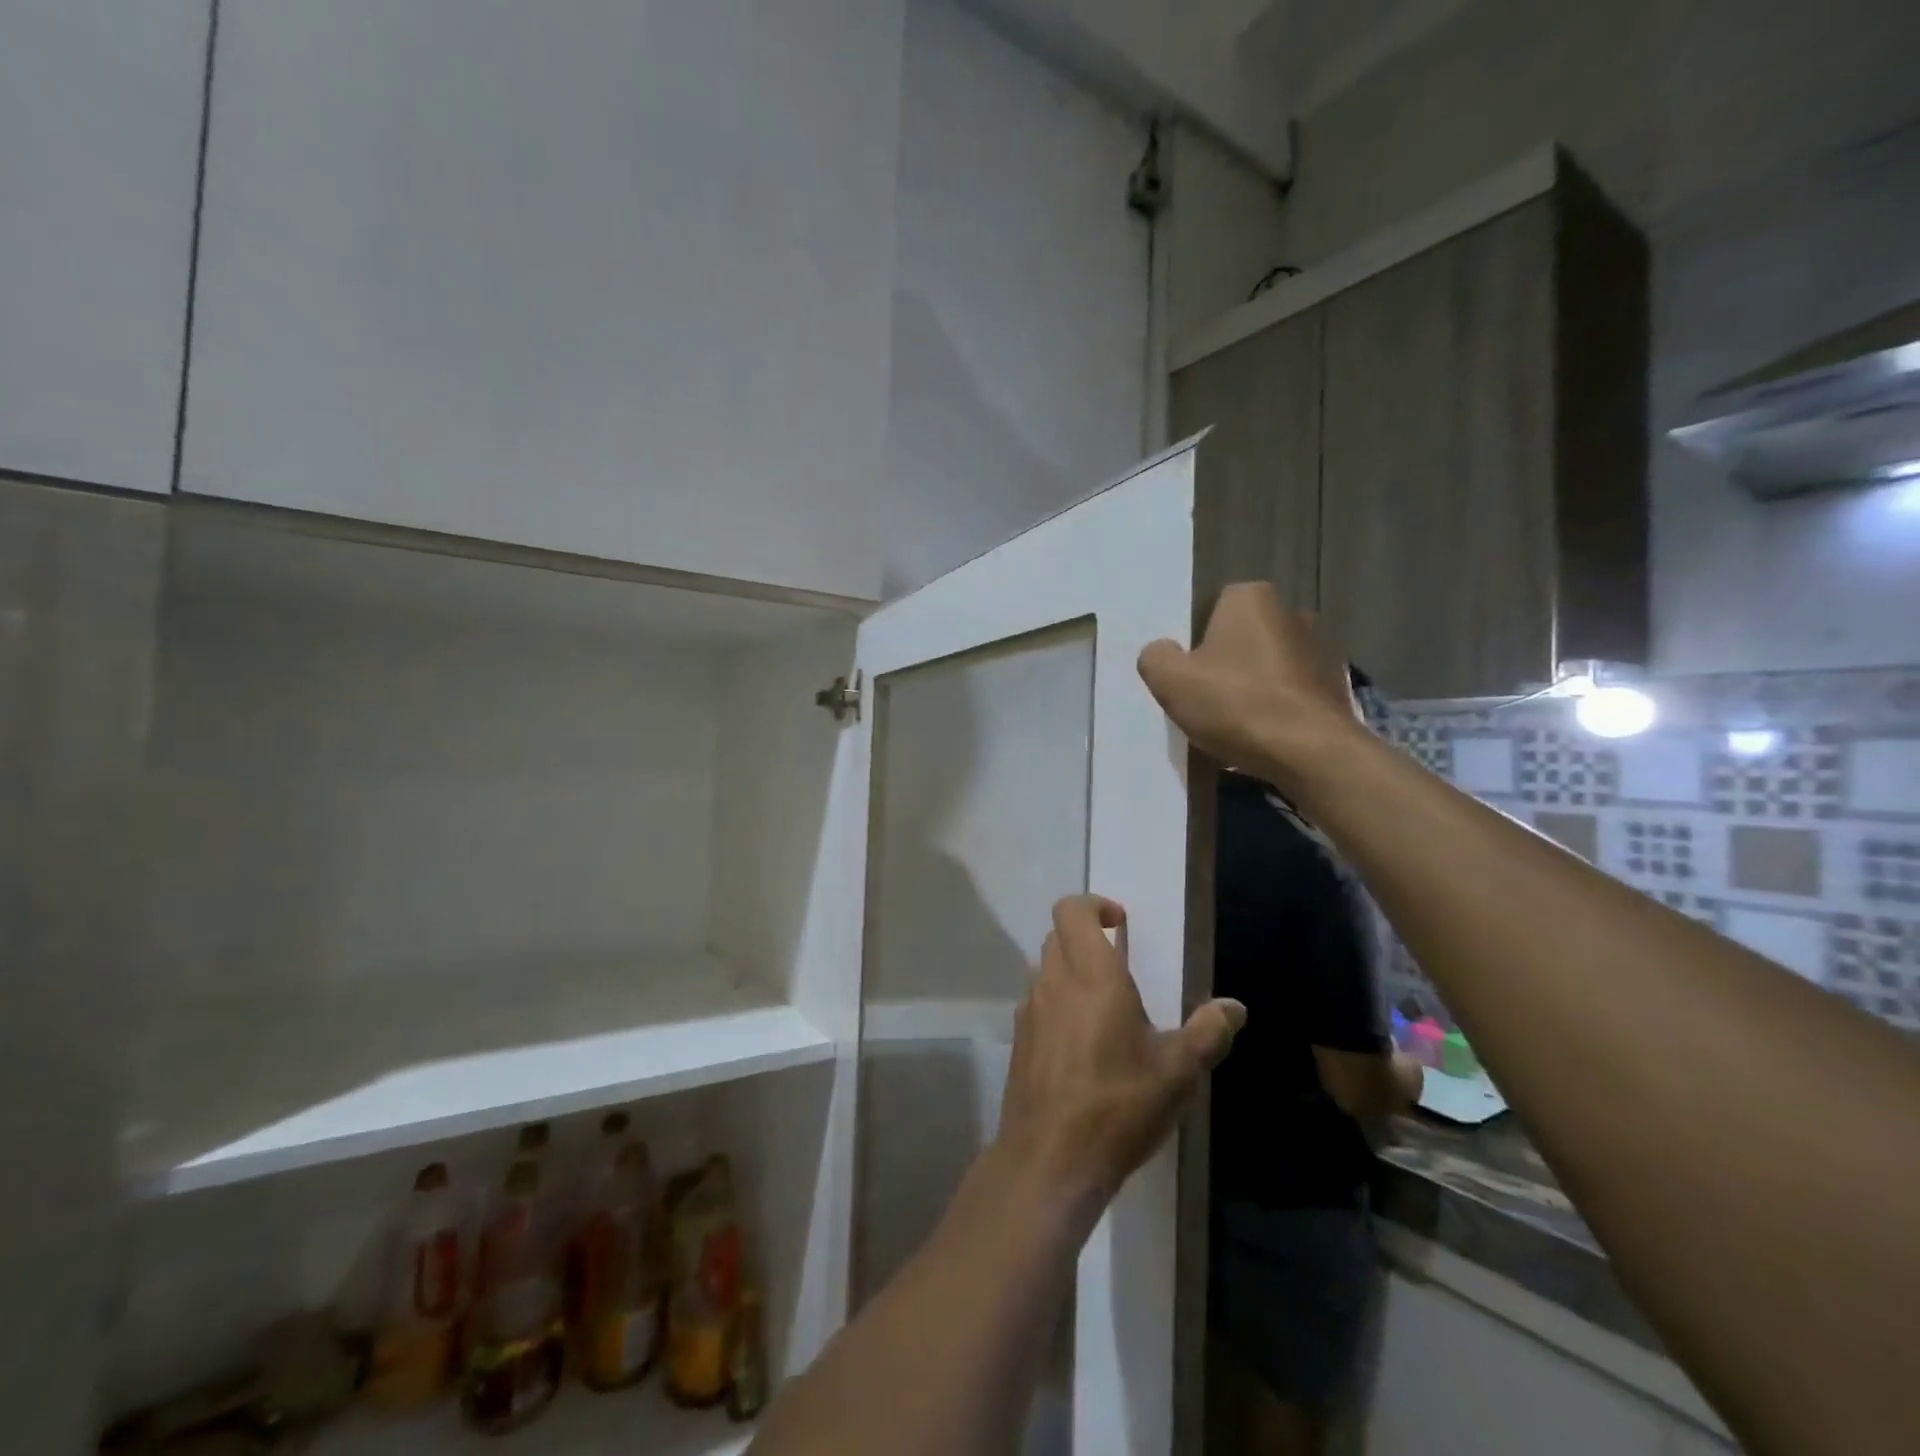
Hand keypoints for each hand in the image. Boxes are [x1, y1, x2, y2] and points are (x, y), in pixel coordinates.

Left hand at [996, 896, 1245, 1205]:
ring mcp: (1030, 1010)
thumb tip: (1234, 1007)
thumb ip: (1208, 1033)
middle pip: (1059, 935)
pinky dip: (1059, 1004)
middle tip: (1121, 966)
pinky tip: (1085, 1046)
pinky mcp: (1019, 1039)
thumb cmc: (1118, 1105)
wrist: (1049, 1158)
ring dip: (1073, 972)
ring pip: (1047, 968)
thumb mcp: (1177, 1072)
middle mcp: (1053, 981)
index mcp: (1090, 974)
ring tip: (1109, 1010)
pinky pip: (1039, 1002)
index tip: (1121, 924)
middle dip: (1088, 938)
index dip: (1094, 904)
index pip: (1071, 909)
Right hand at [1136, 582, 1365, 787]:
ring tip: (1236, 724)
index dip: (1193, 644)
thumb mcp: (1169, 680)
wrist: (1310, 751)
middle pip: (1241, 638)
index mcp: (1251, 597)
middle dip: (1225, 664)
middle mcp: (1292, 611)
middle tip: (1207, 702)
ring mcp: (1322, 648)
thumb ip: (1155, 657)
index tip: (1188, 677)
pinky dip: (1278, 707)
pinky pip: (1292, 692)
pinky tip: (1265, 734)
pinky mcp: (1338, 684)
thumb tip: (1164, 652)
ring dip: (1253, 687)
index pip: (1210, 611)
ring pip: (1268, 666)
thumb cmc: (1235, 703)